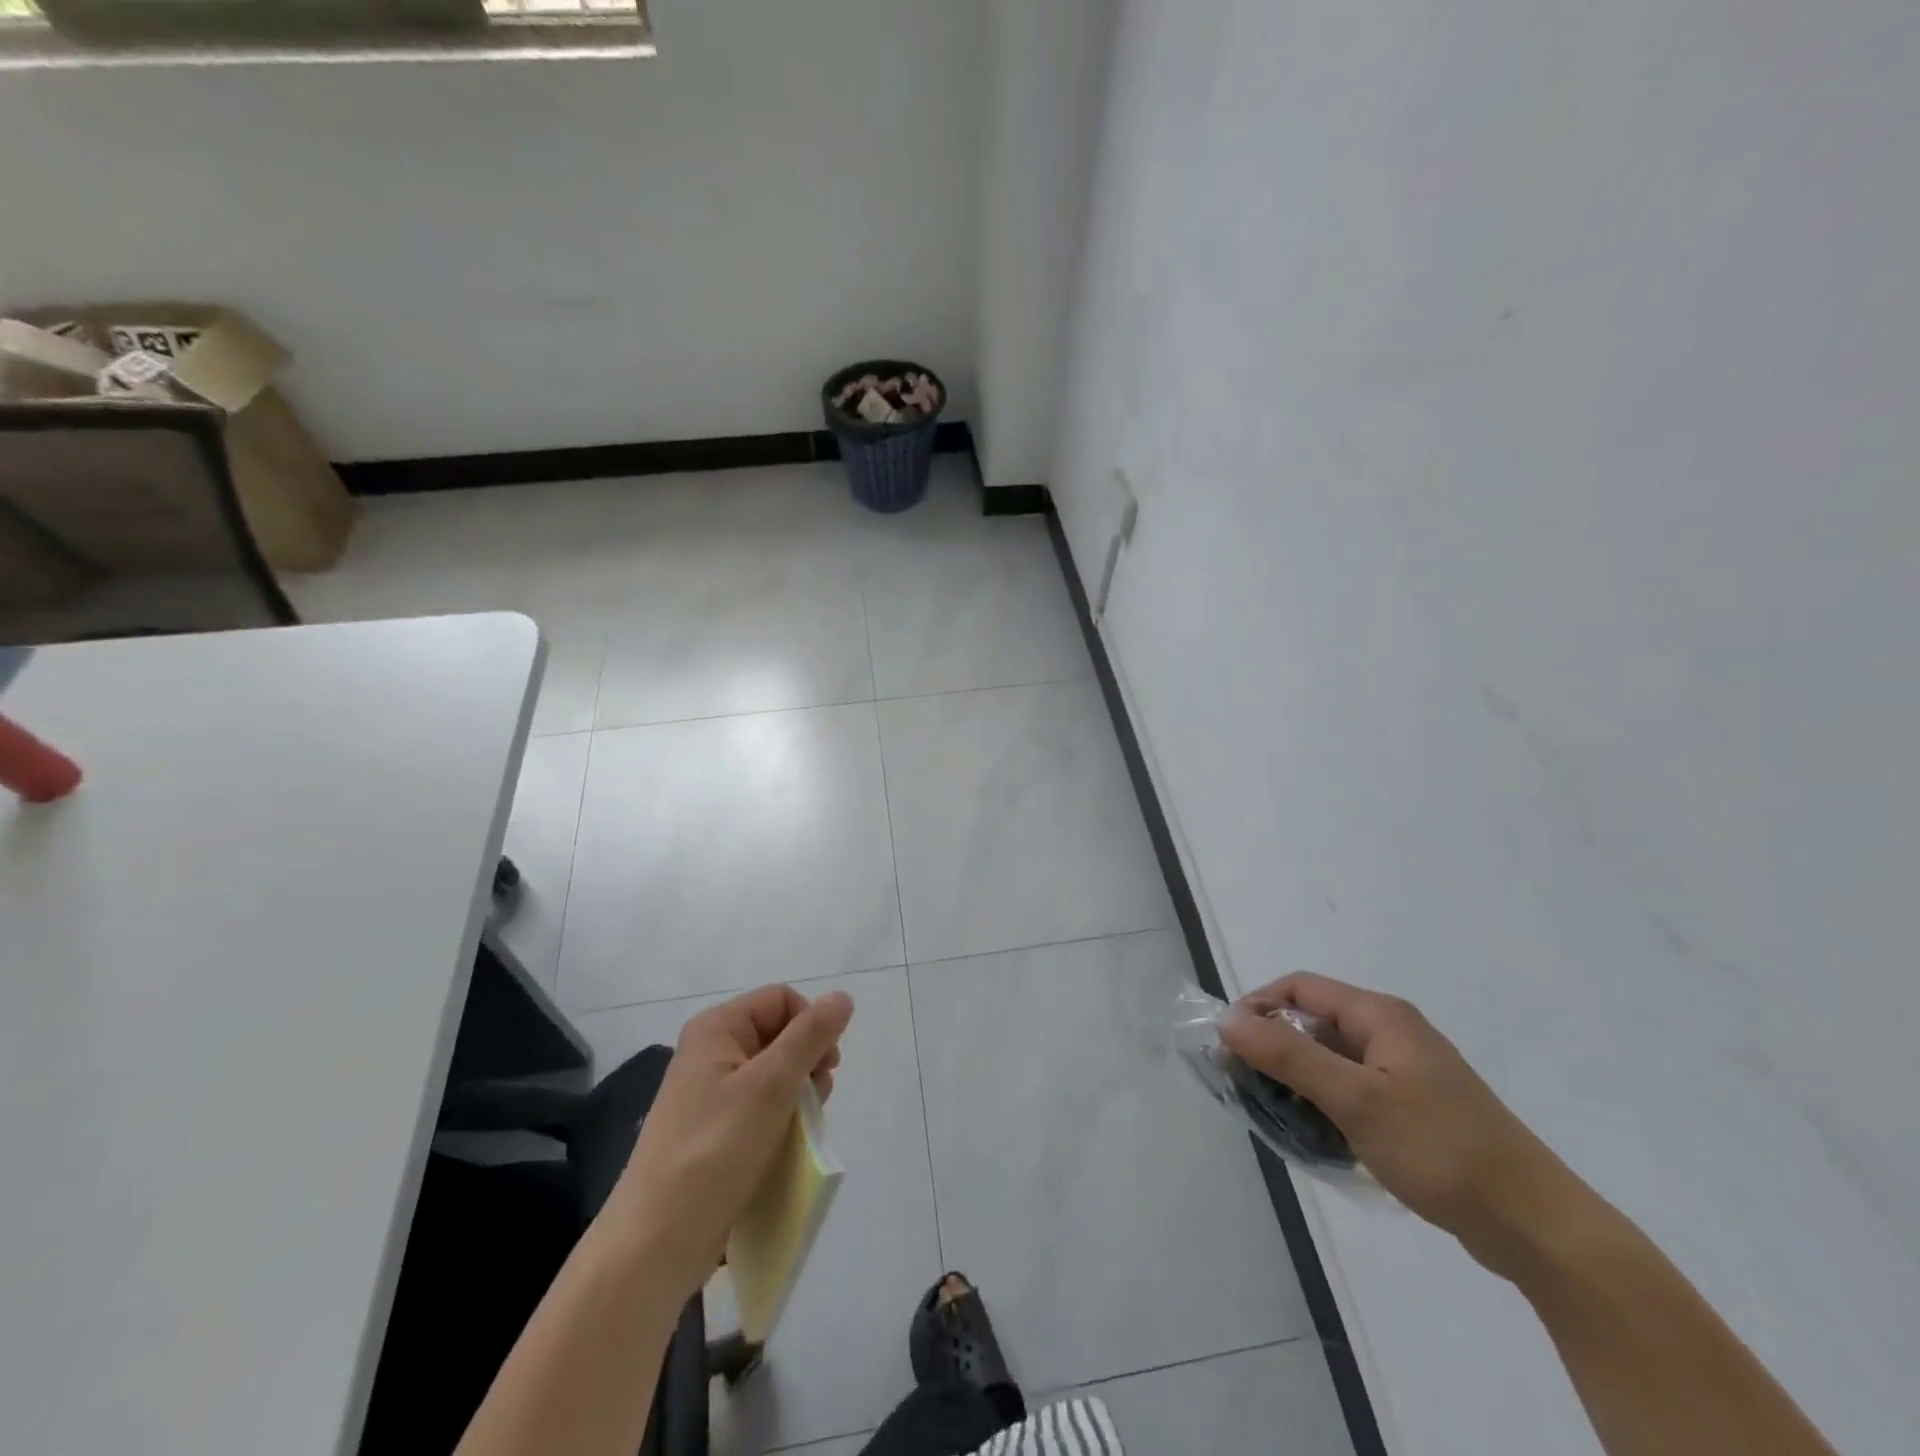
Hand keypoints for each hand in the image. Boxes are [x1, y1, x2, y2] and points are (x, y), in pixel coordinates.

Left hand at [606, 983, 854, 1297]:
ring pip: (775, 1075)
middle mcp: (711, 1052)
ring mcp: (710, 1094)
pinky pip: (761, 1108)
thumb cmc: (714, 1152)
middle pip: (780, 1035)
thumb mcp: (770, 1085)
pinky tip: (785, 1146)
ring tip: (799, 1129)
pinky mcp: (714, 1132)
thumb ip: (810, 1036)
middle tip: (816, 1100)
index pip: (782, 1000)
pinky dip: (781, 1120)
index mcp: (716, 1028)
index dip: (811, 1025)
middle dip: (807, 1063)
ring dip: (798, 1096)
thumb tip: (843, 997)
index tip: (826, 1066)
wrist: (656, 1244)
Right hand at [1221, 972, 1596, 1277]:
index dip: (1258, 1006)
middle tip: (1245, 1085)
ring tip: (1275, 1115)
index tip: (1229, 1045)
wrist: (1535, 1226)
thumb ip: (1288, 1056)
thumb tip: (1227, 1019)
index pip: (1299, 988)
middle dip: (1273, 1048)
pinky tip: (1316, 1138)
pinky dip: (1325, 1104)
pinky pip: (1351, 1090)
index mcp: (1380, 1015)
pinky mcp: (1413, 1107)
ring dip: (1297, 1080)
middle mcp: (1391, 1032)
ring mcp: (1404, 1071)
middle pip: (1313, 1022)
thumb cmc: (1441, 1149)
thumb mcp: (1355, 1099)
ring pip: (1330, 1060)